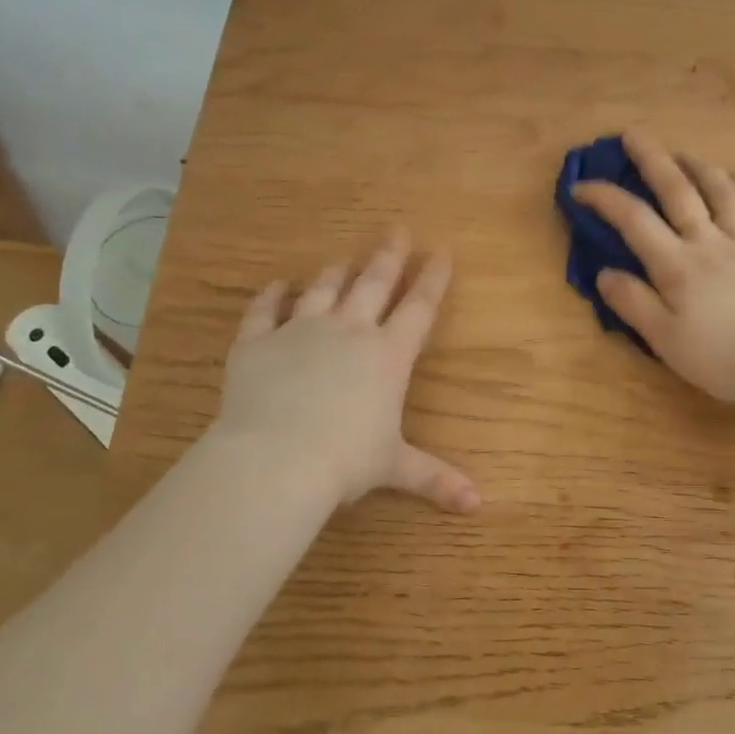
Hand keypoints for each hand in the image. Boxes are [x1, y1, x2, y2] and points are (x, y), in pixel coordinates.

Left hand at [216, 232, 479, 511]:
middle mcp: (349, 331)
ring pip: (323, 289)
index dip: (434, 279)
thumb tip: (477, 505)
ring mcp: (300, 331)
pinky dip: (271, 296)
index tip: (443, 251)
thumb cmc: (345, 461)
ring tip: (343, 259)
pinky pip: (264, 310)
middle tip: (398, 229)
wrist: (275, 459)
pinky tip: (277, 285)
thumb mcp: (394, 467)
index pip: (419, 308)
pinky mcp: (257, 342)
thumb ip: (435, 478)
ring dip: (336, 272)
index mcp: (388, 356)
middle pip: (374, 283)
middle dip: (390, 256)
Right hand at [570, 132, 734, 401]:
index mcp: (678, 265)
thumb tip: (604, 273)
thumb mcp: (665, 340)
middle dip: (652, 159)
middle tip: (633, 134)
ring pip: (723, 192)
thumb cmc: (721, 358)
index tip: (580, 187)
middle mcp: (711, 242)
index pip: (634, 220)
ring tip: (683, 154)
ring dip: (700, 167)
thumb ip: (633, 303)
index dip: (605, 198)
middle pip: (678, 191)